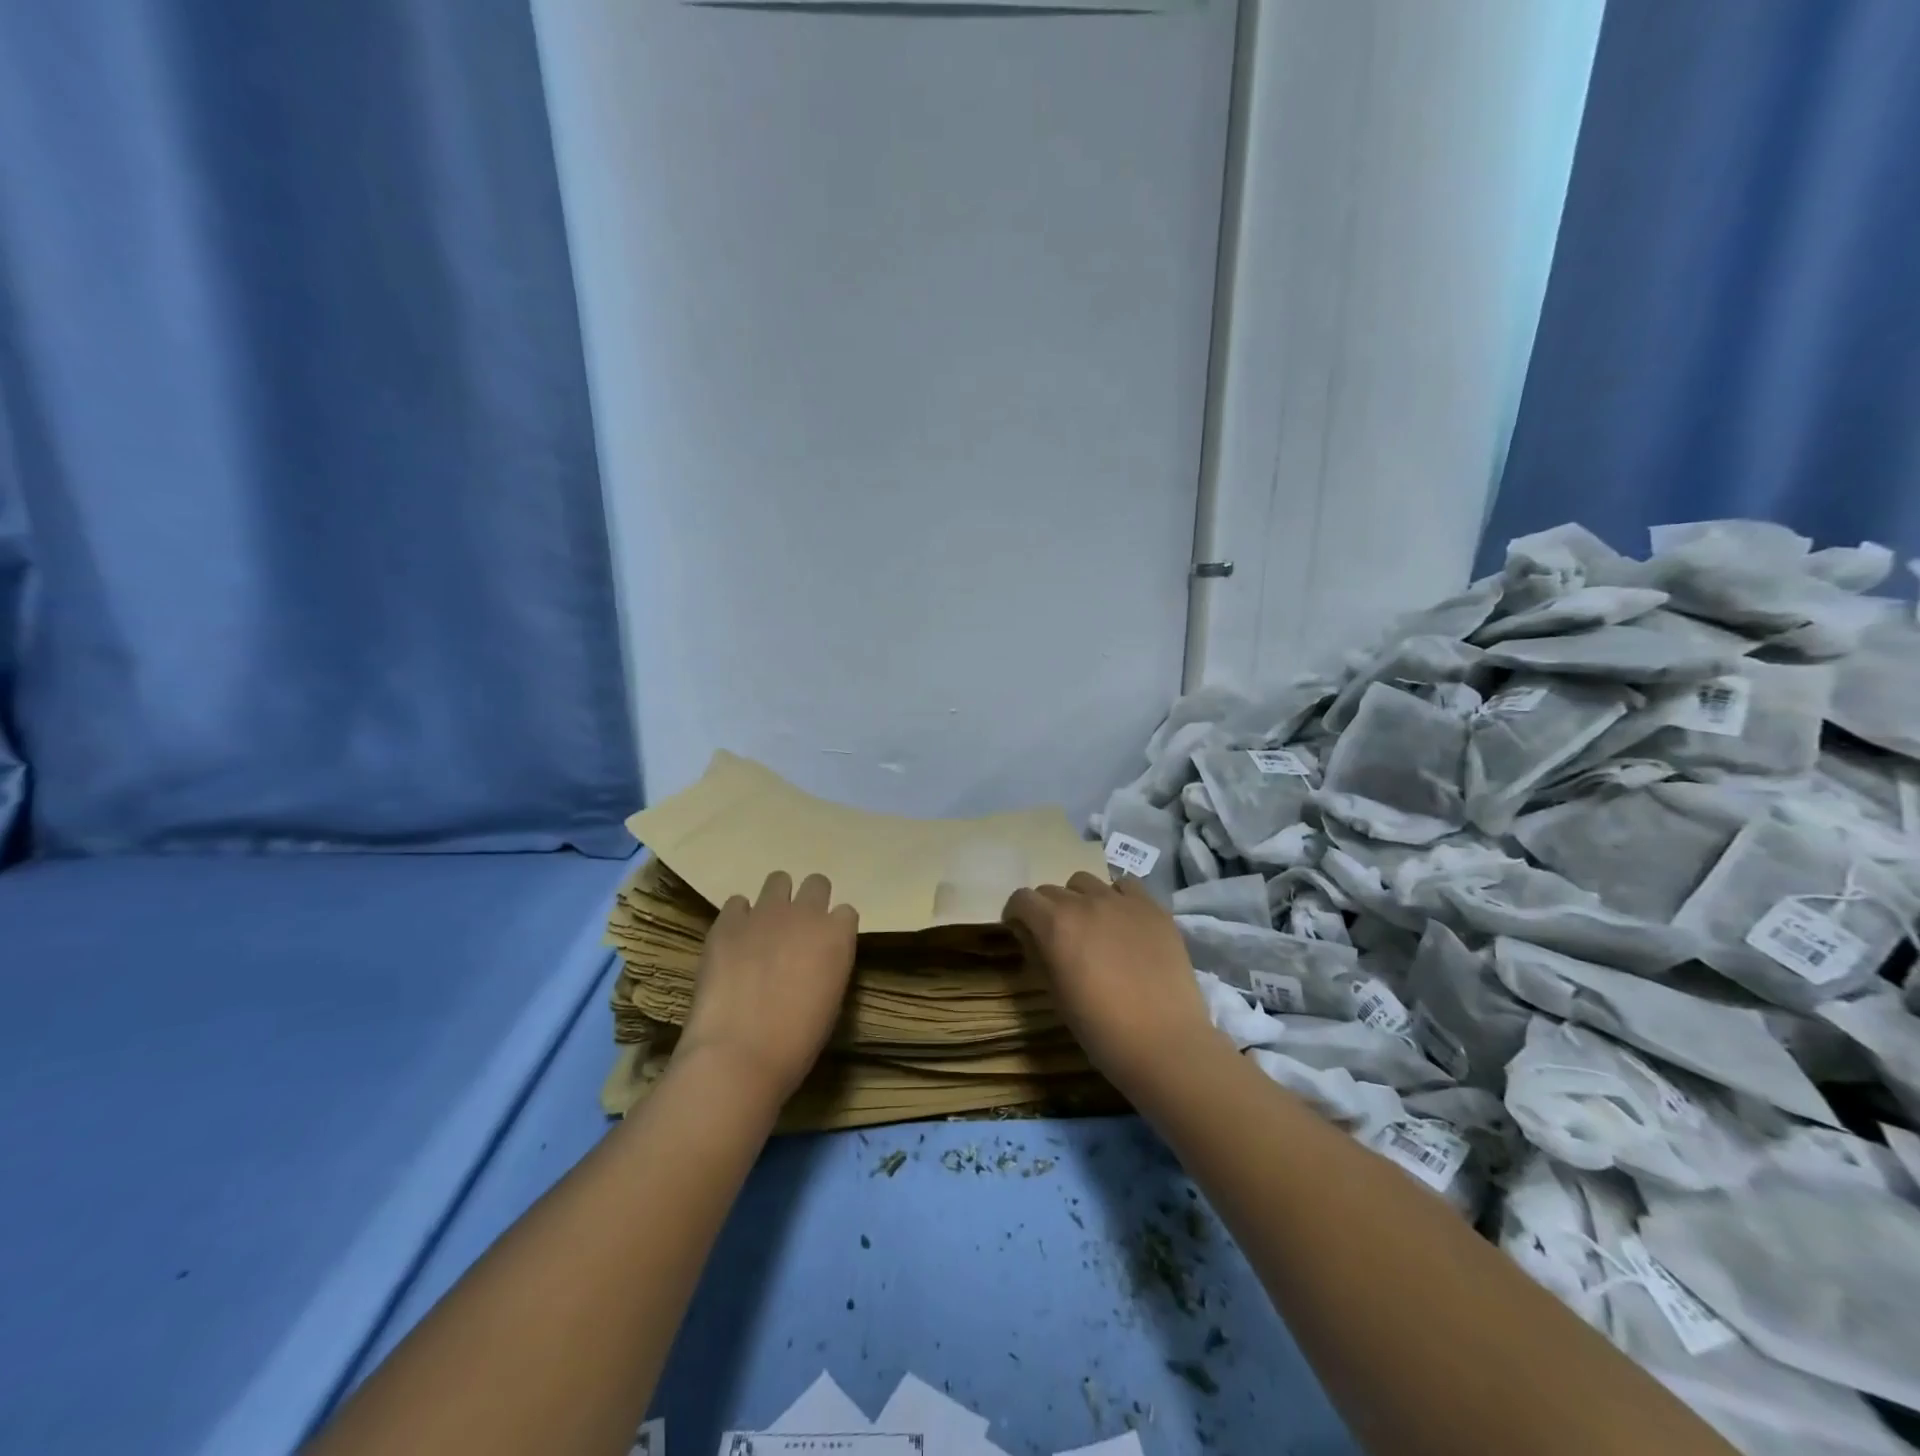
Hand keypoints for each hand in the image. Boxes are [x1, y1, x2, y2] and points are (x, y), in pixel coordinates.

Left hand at [676, 871, 858, 1104]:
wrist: (738, 1054)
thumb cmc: (796, 1042)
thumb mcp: (831, 1000)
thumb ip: (829, 965)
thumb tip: (816, 959)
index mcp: (837, 935)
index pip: (846, 912)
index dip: (835, 929)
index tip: (825, 947)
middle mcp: (805, 913)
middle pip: (817, 884)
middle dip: (810, 902)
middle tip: (797, 931)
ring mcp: (764, 913)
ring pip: (778, 881)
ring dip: (776, 901)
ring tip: (764, 929)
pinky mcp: (727, 921)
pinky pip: (737, 902)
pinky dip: (739, 917)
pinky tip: (734, 941)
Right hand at [1002, 872, 1216, 1094]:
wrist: (1164, 1042)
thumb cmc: (1101, 1029)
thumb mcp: (1055, 996)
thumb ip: (1038, 956)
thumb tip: (1031, 935)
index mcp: (1055, 924)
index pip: (1022, 899)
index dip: (1017, 913)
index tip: (1021, 930)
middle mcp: (1085, 902)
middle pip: (1052, 890)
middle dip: (1046, 909)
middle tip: (1057, 936)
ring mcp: (1121, 901)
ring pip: (1086, 882)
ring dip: (1079, 898)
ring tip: (1091, 925)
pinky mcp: (1153, 907)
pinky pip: (1125, 885)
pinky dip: (1116, 896)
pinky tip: (1122, 920)